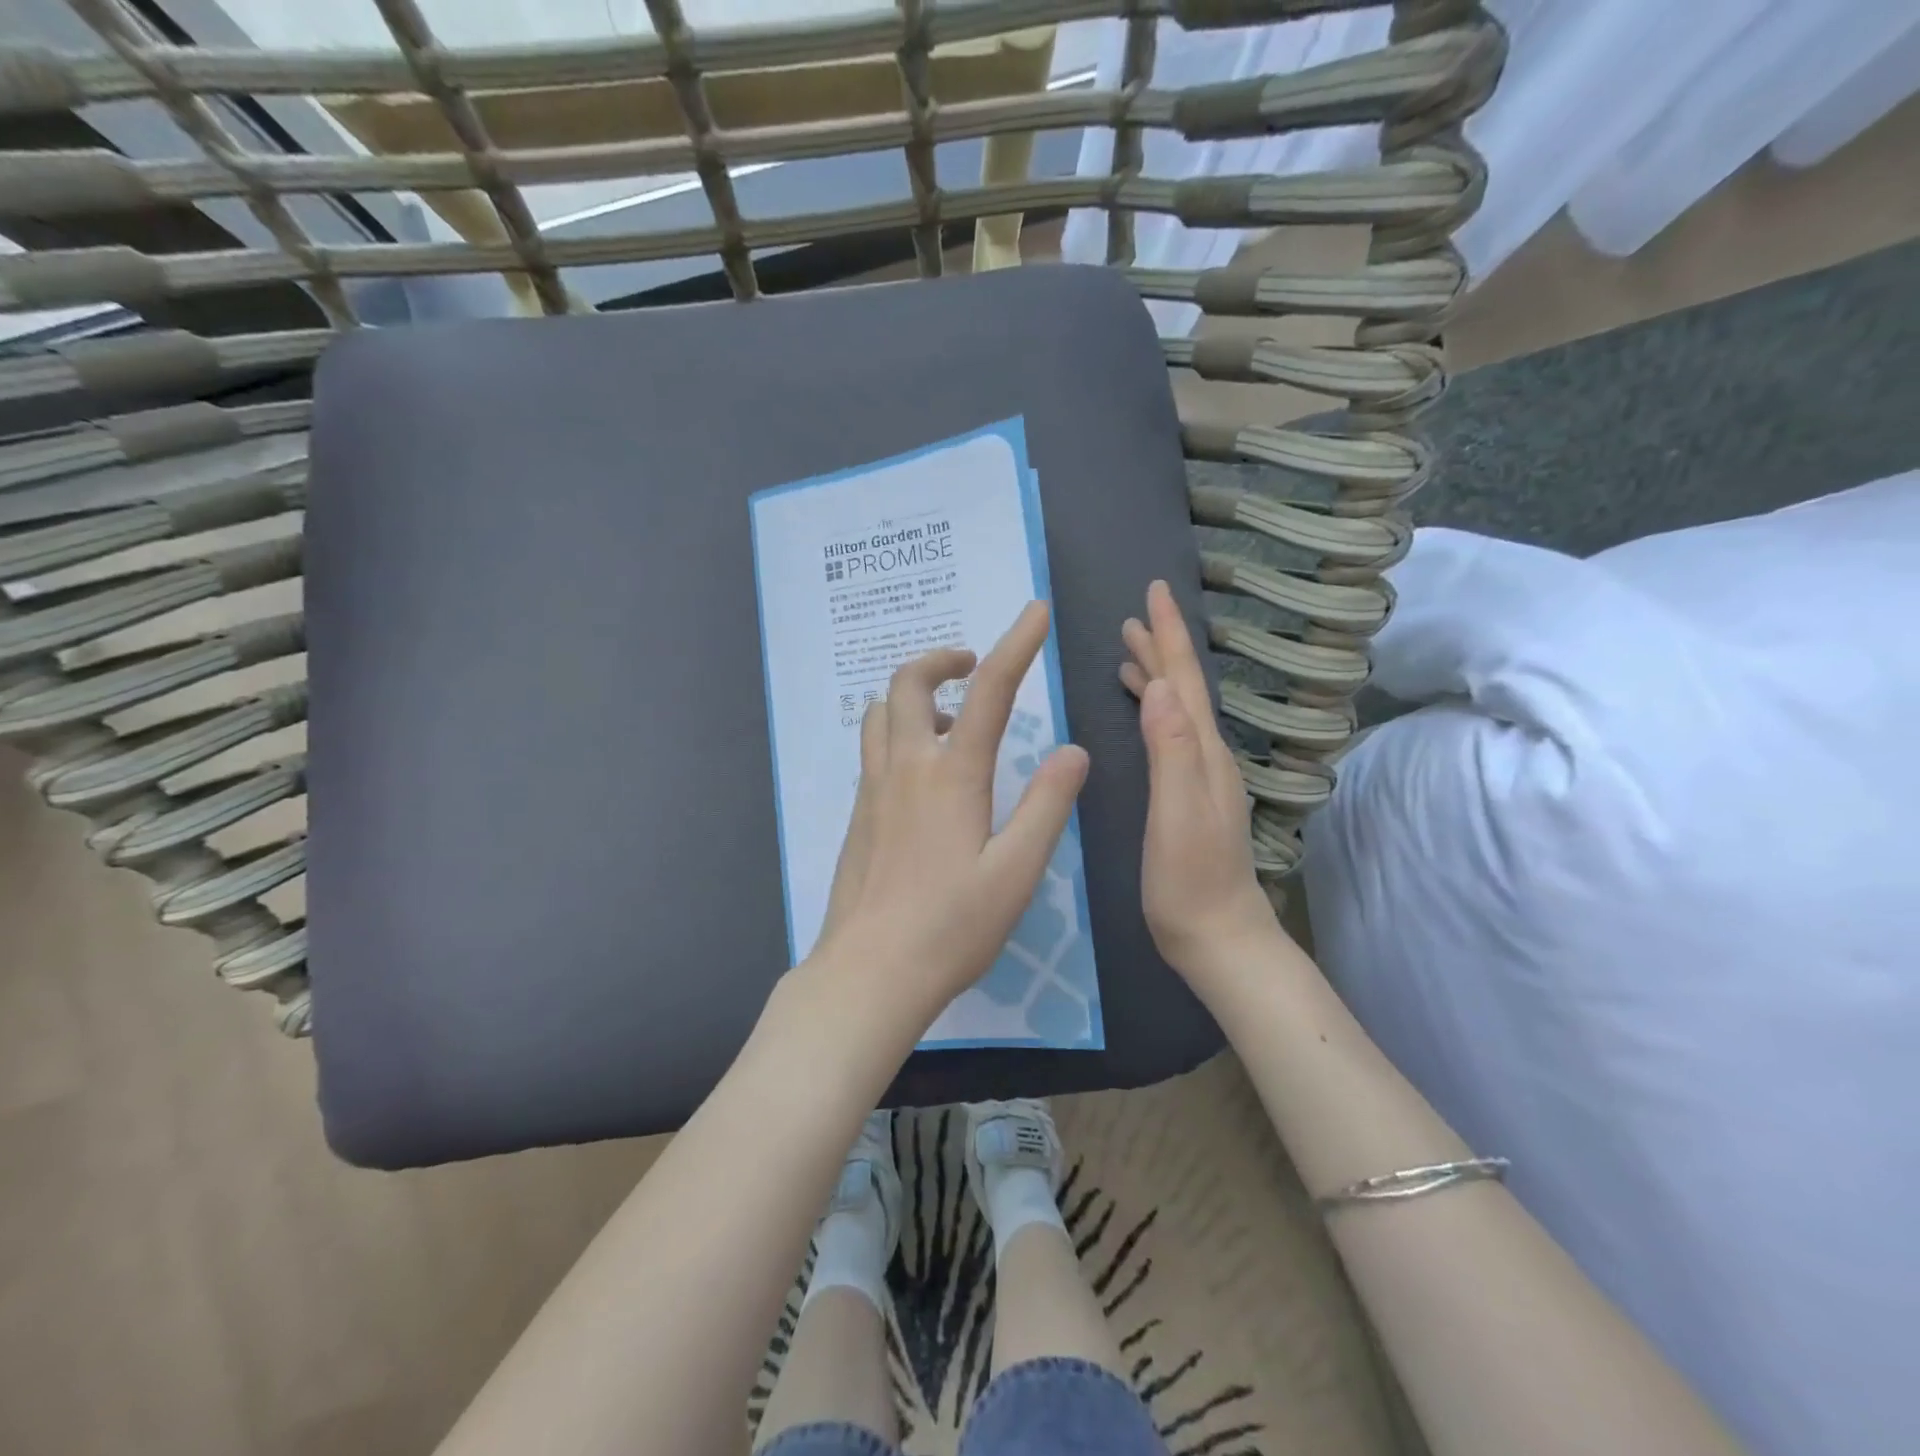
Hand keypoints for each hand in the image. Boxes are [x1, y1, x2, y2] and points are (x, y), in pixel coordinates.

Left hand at [806, 601, 1090, 1037]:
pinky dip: (899, 731)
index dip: (1016, 644)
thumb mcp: (1017, 871)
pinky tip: (924, 773)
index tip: (1035, 610)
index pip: (990, 691)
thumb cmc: (952, 926)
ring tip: (953, 719)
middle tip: (975, 667)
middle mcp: (905, 767)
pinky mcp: (858, 815)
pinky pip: (873, 748)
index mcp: (952, 775)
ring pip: (881, 712)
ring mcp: (873, 790)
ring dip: (915, 696)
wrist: (870, 972)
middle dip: (943, 659)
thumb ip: (1047, 804)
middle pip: (909, 683)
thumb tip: (1074, 751)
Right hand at [1120, 580, 1279, 979]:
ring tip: (1131, 654)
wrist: (1217, 936)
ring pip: (1179, 710)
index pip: (1185, 680)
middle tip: (1134, 615)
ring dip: (1158, 677)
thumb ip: (1172, 750)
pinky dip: (1156, 711)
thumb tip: (1161, 685)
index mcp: (1201, 752)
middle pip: (1185, 688)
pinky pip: (1172, 735)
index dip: (1168, 635)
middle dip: (1162, 646)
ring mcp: (1201, 777)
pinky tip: (1144, 713)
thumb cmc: (1189, 879)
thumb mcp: (1177, 813)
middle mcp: (1207, 755)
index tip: (1155, 592)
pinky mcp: (1189, 796)